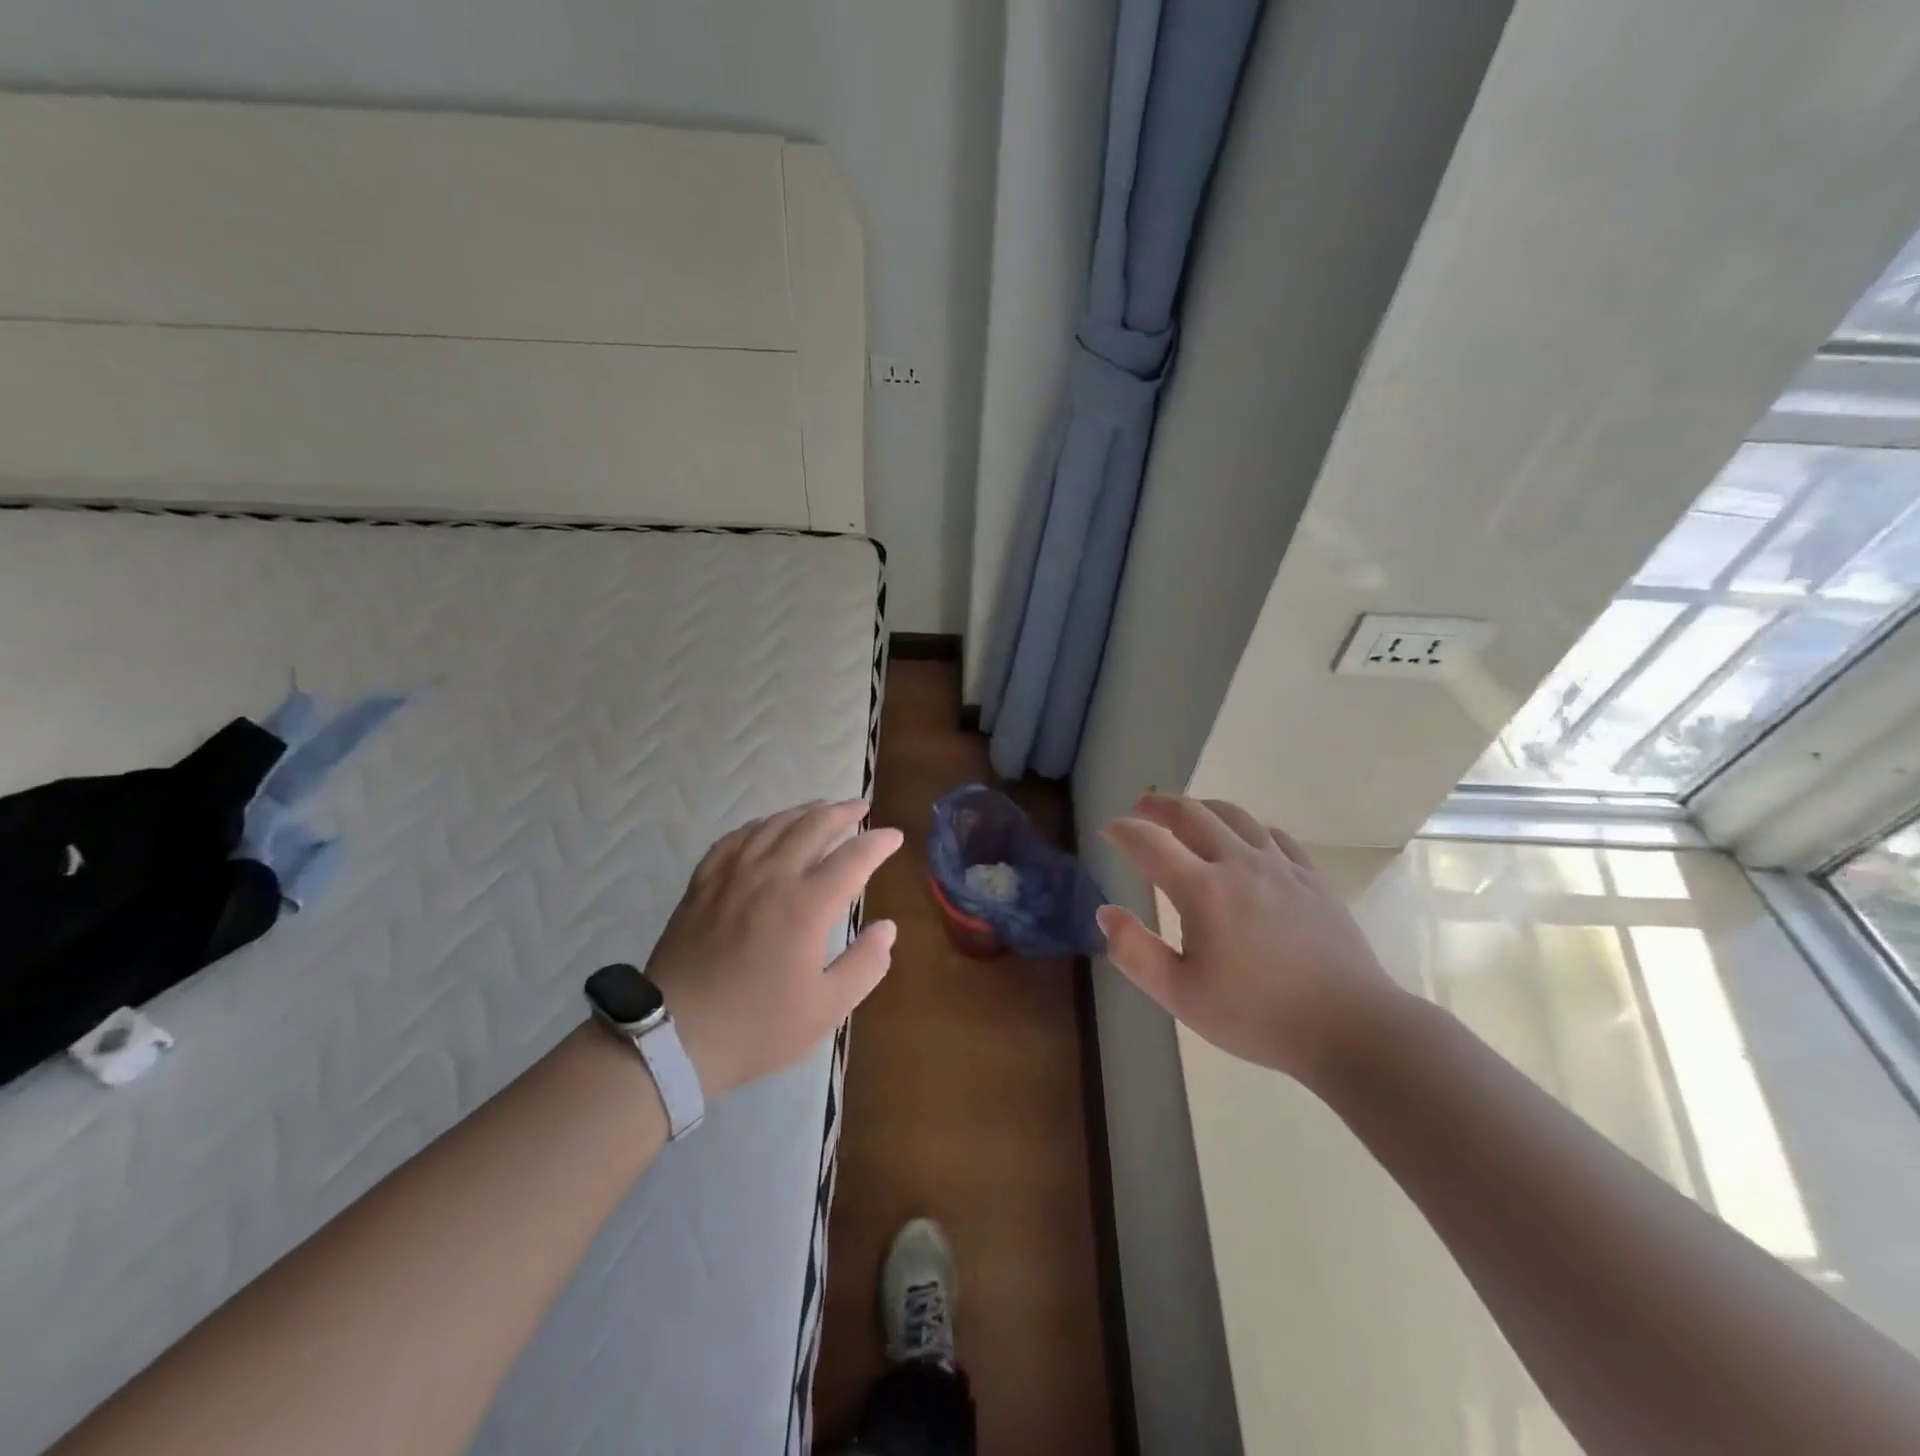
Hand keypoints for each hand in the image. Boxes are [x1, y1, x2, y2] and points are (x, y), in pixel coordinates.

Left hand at [646, 799, 902, 1097]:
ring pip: (773, 825)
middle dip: (843, 812)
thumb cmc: (756, 1026)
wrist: (673, 1037)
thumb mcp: (826, 1009)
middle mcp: (772, 876)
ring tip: (821, 807)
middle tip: (861, 807)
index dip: (878, 843)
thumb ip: (865, 965)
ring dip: (803, 811)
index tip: (894, 837)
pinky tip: (766, 827)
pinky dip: (759, 825)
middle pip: (813, 826)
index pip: (853, 857)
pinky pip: (735, 838)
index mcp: (807, 905)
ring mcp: (733, 875)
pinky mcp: (703, 883)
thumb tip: (887, 928)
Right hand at [1097, 793, 1402, 1085]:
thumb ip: (1135, 953)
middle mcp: (1240, 864)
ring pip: (1234, 816)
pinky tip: (1245, 841)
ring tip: (1186, 815)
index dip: (1124, 831)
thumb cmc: (1257, 1016)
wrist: (1350, 1027)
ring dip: (1201, 808)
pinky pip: (1273, 835)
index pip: (1151, 843)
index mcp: (1203, 890)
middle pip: (1192, 814)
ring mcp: (1281, 866)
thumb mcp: (1181, 996)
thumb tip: (1105, 913)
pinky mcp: (1312, 878)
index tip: (1108, 830)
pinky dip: (1247, 828)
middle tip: (1140, 809)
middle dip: (1159, 806)